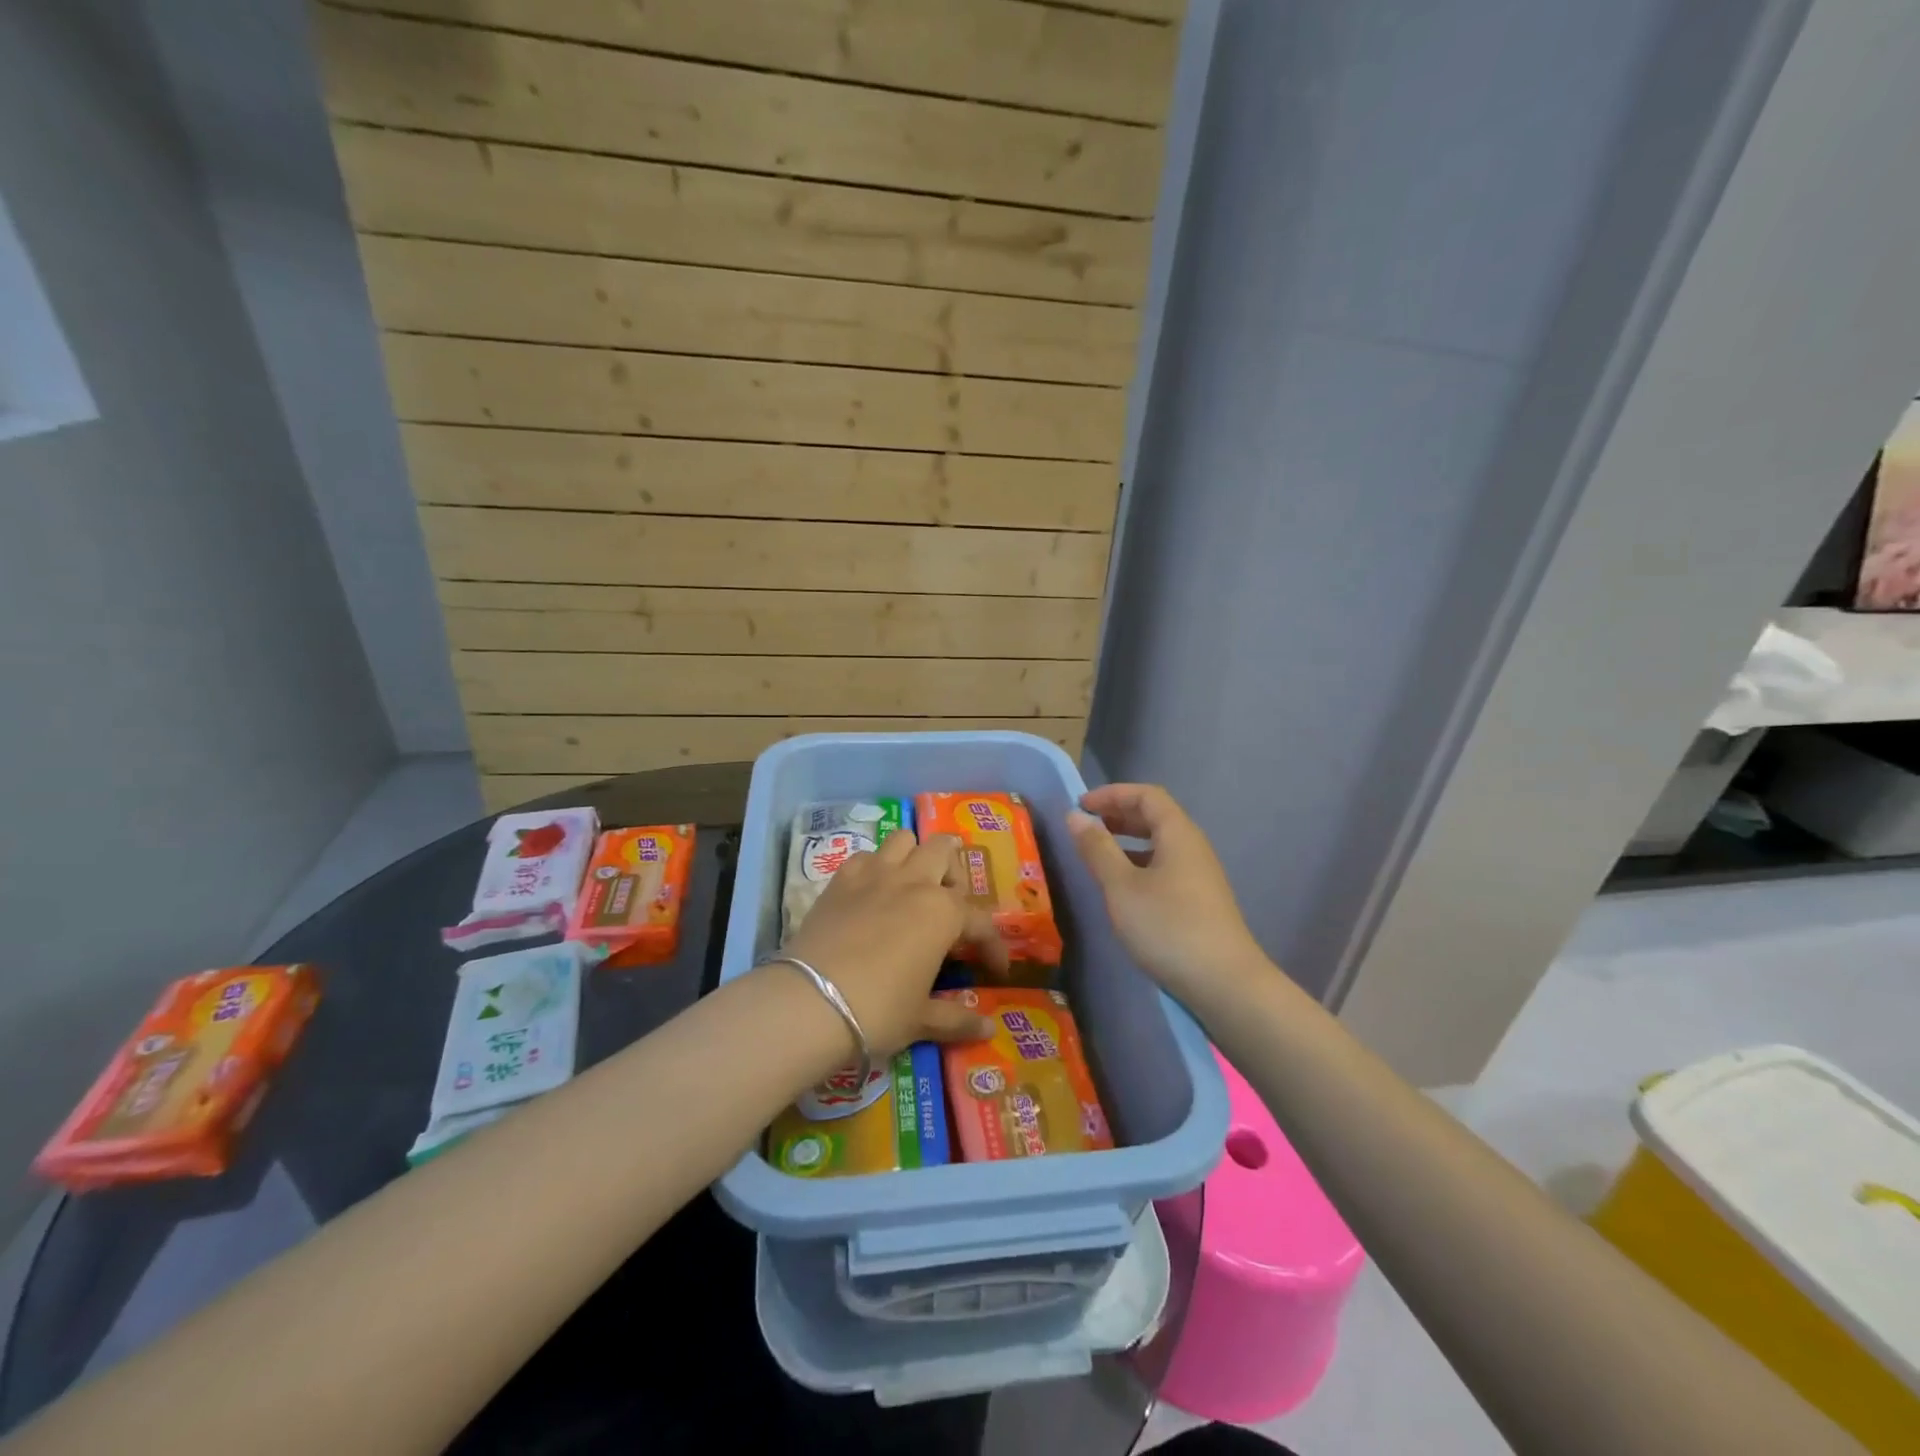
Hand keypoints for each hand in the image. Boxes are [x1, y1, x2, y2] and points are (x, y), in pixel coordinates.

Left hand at [779, 830, 1004, 1056]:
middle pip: (943, 850)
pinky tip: (872, 892)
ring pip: (903, 840)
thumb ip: (957, 1018)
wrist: (811, 1002)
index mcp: (943, 913)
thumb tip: (988, 1027)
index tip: (996, 970)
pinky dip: (874, 867)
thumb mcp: (921, 1019)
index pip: (981, 923)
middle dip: (953, 872)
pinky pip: (864, 857)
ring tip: (913, 885)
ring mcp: (874, 875)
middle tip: (949, 905)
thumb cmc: (878, 1010)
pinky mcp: (840, 880)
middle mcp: (914, 882)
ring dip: (914, 856)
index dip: (993, 947)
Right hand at [1068, 783, 1264, 1005]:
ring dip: (1127, 841)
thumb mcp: (1122, 887)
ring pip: (1160, 844)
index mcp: (1178, 834)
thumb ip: (1097, 849)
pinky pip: (1165, 866)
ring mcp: (1200, 875)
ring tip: (1098, 856)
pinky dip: (1139, 864)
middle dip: (1118, 815)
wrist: (1225, 984)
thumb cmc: (1168, 927)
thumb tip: (1076, 817)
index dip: (1112, 794)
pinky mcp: (1200, 901)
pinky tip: (1123, 888)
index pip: (1146, 795)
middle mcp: (1193, 847)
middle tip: (1085, 827)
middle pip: (1155, 816)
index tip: (1080, 806)